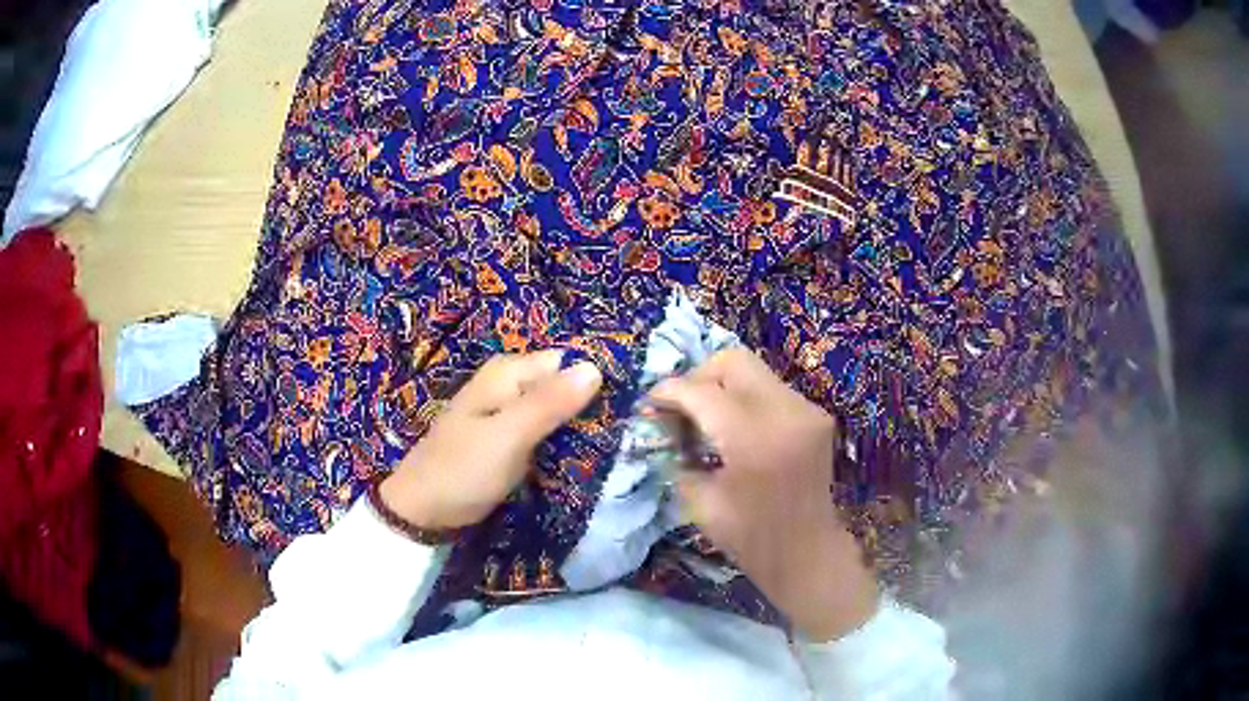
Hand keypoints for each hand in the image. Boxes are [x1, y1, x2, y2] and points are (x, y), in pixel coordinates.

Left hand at [380, 351, 601, 529]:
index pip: (567, 362)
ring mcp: (507, 413)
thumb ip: (549, 403)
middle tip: (620, 436)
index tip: (626, 410)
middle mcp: (509, 385)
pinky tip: (578, 459)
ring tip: (607, 450)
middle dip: (588, 408)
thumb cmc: (463, 469)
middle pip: (563, 386)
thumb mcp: (508, 435)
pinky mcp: (508, 439)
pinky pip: (544, 432)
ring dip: (577, 428)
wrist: (423, 511)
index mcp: (508, 373)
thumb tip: (595, 367)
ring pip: (556, 411)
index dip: (595, 382)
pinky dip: (560, 443)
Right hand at [648, 348, 877, 640]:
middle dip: (698, 377)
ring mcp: (806, 410)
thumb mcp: (700, 502)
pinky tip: (733, 427)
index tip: (650, 403)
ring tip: (704, 417)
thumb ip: (678, 455)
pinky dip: (744, 398)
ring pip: (753, 370)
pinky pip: (770, 389)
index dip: (670, 391)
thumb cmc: (751, 539)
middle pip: (732, 361)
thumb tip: (661, 425)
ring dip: (722, 386)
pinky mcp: (815, 415)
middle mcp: (786, 412)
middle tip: (680, 406)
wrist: (808, 552)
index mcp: (754, 439)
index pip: (703, 392)